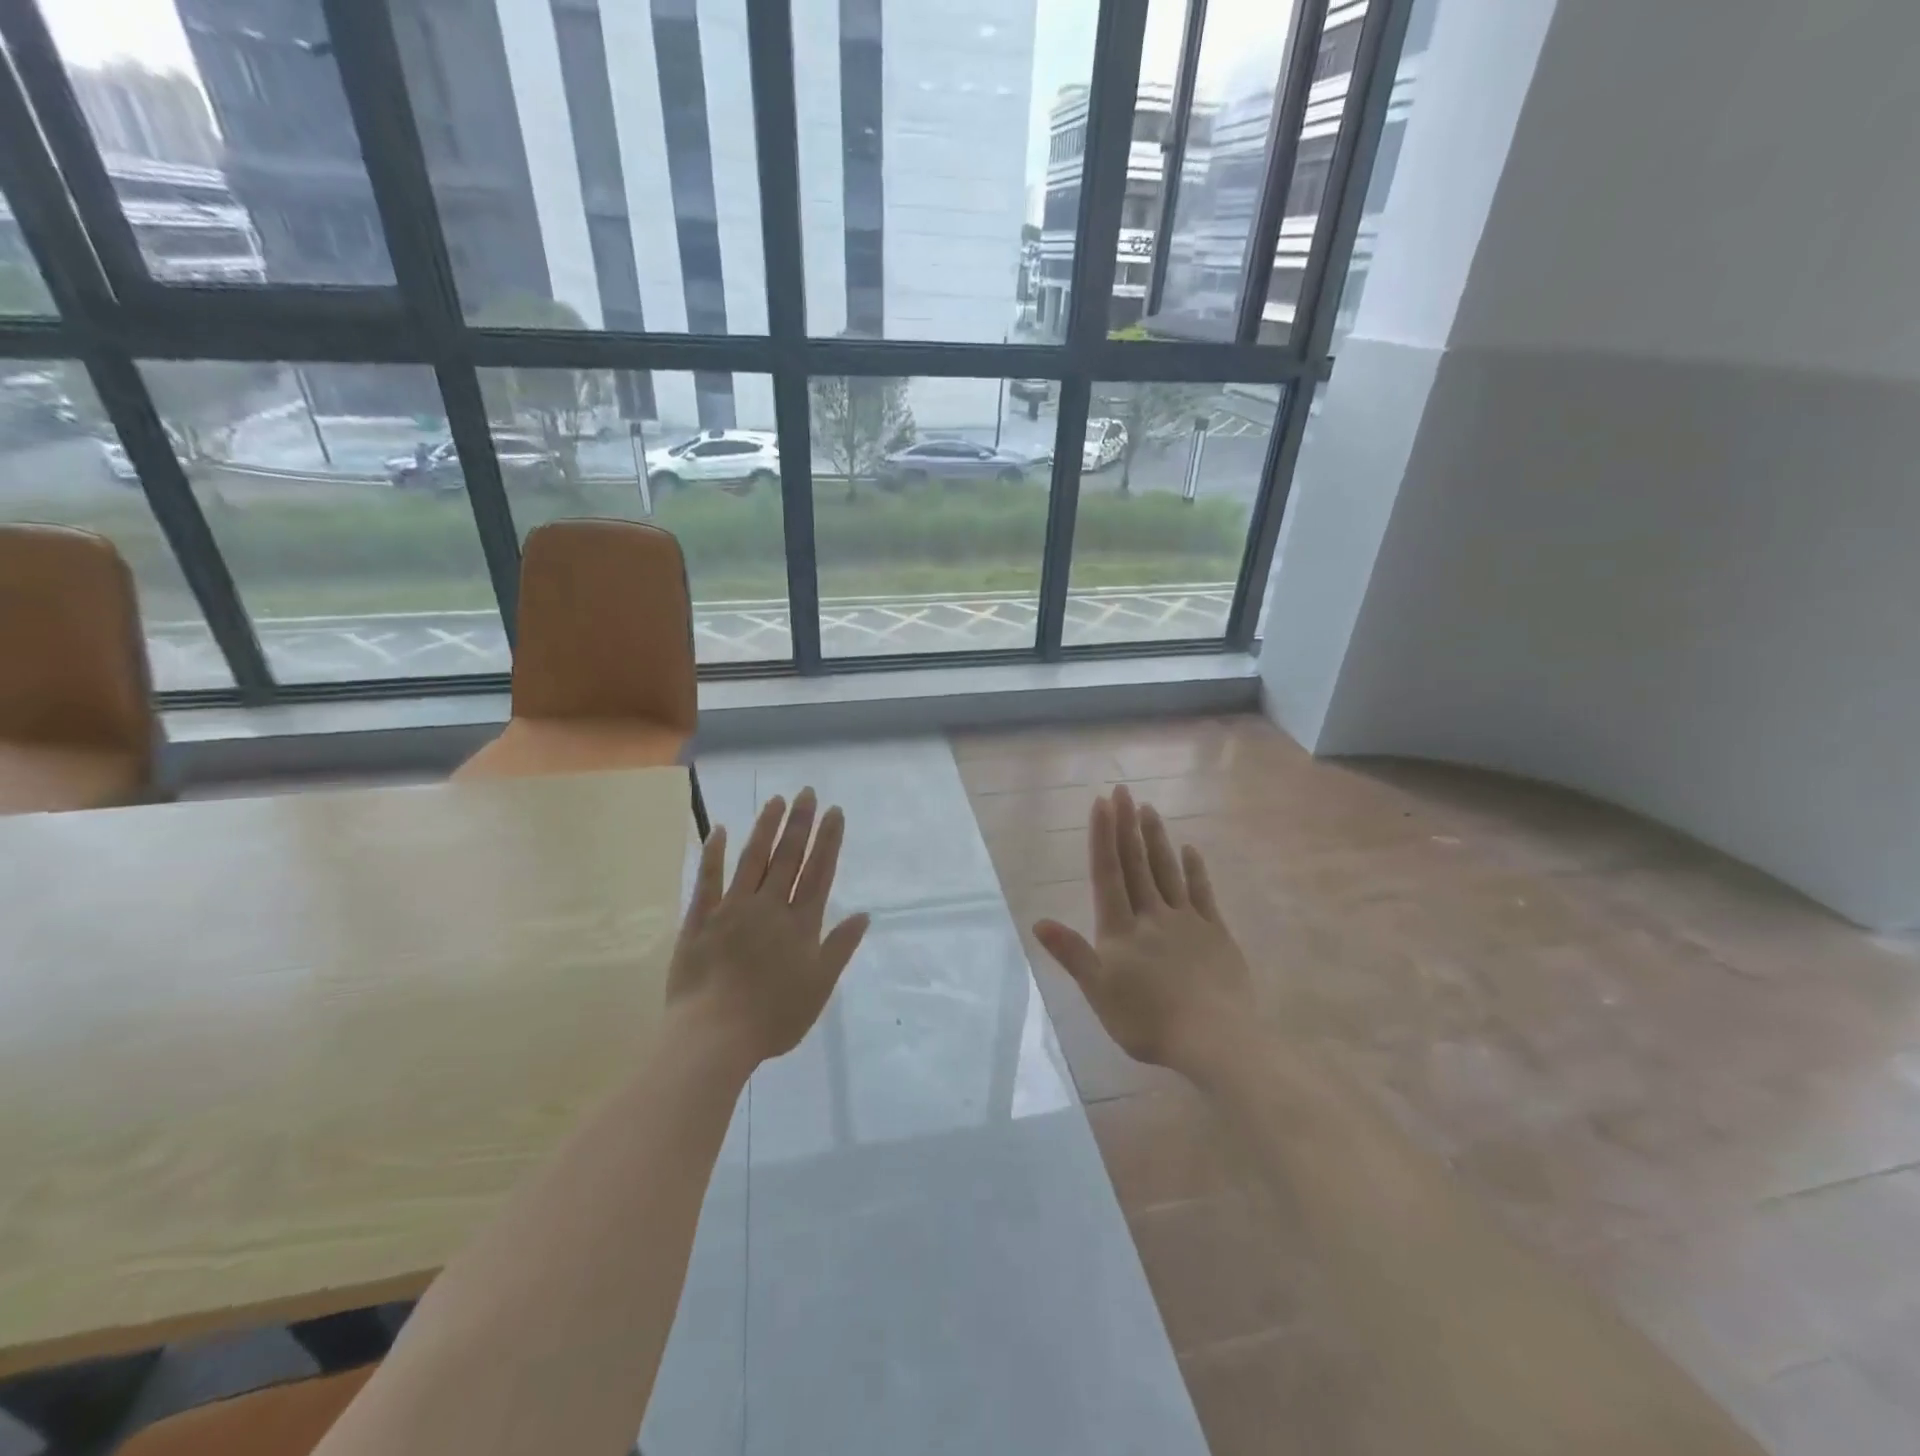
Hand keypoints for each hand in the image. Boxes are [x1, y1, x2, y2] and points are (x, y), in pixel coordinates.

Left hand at [667, 788, 869, 1068]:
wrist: (714, 1036)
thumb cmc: (773, 1018)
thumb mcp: (819, 987)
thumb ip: (840, 947)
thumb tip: (864, 914)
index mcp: (800, 924)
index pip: (819, 872)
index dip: (828, 841)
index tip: (834, 812)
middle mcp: (769, 907)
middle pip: (788, 858)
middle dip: (800, 824)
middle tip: (807, 792)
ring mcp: (732, 909)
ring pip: (753, 859)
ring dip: (766, 828)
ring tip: (776, 801)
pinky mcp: (700, 919)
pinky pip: (708, 880)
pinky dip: (714, 853)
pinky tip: (721, 829)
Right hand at [1032, 785, 1252, 1076]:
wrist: (1214, 1039)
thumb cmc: (1147, 1021)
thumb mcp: (1099, 992)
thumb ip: (1071, 954)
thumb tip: (1039, 922)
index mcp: (1121, 930)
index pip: (1108, 874)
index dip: (1103, 837)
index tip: (1102, 803)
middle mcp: (1152, 915)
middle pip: (1137, 864)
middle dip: (1127, 826)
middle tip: (1123, 790)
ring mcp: (1187, 921)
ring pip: (1167, 871)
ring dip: (1156, 839)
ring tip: (1149, 809)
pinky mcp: (1216, 933)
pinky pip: (1202, 893)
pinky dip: (1194, 870)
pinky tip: (1190, 850)